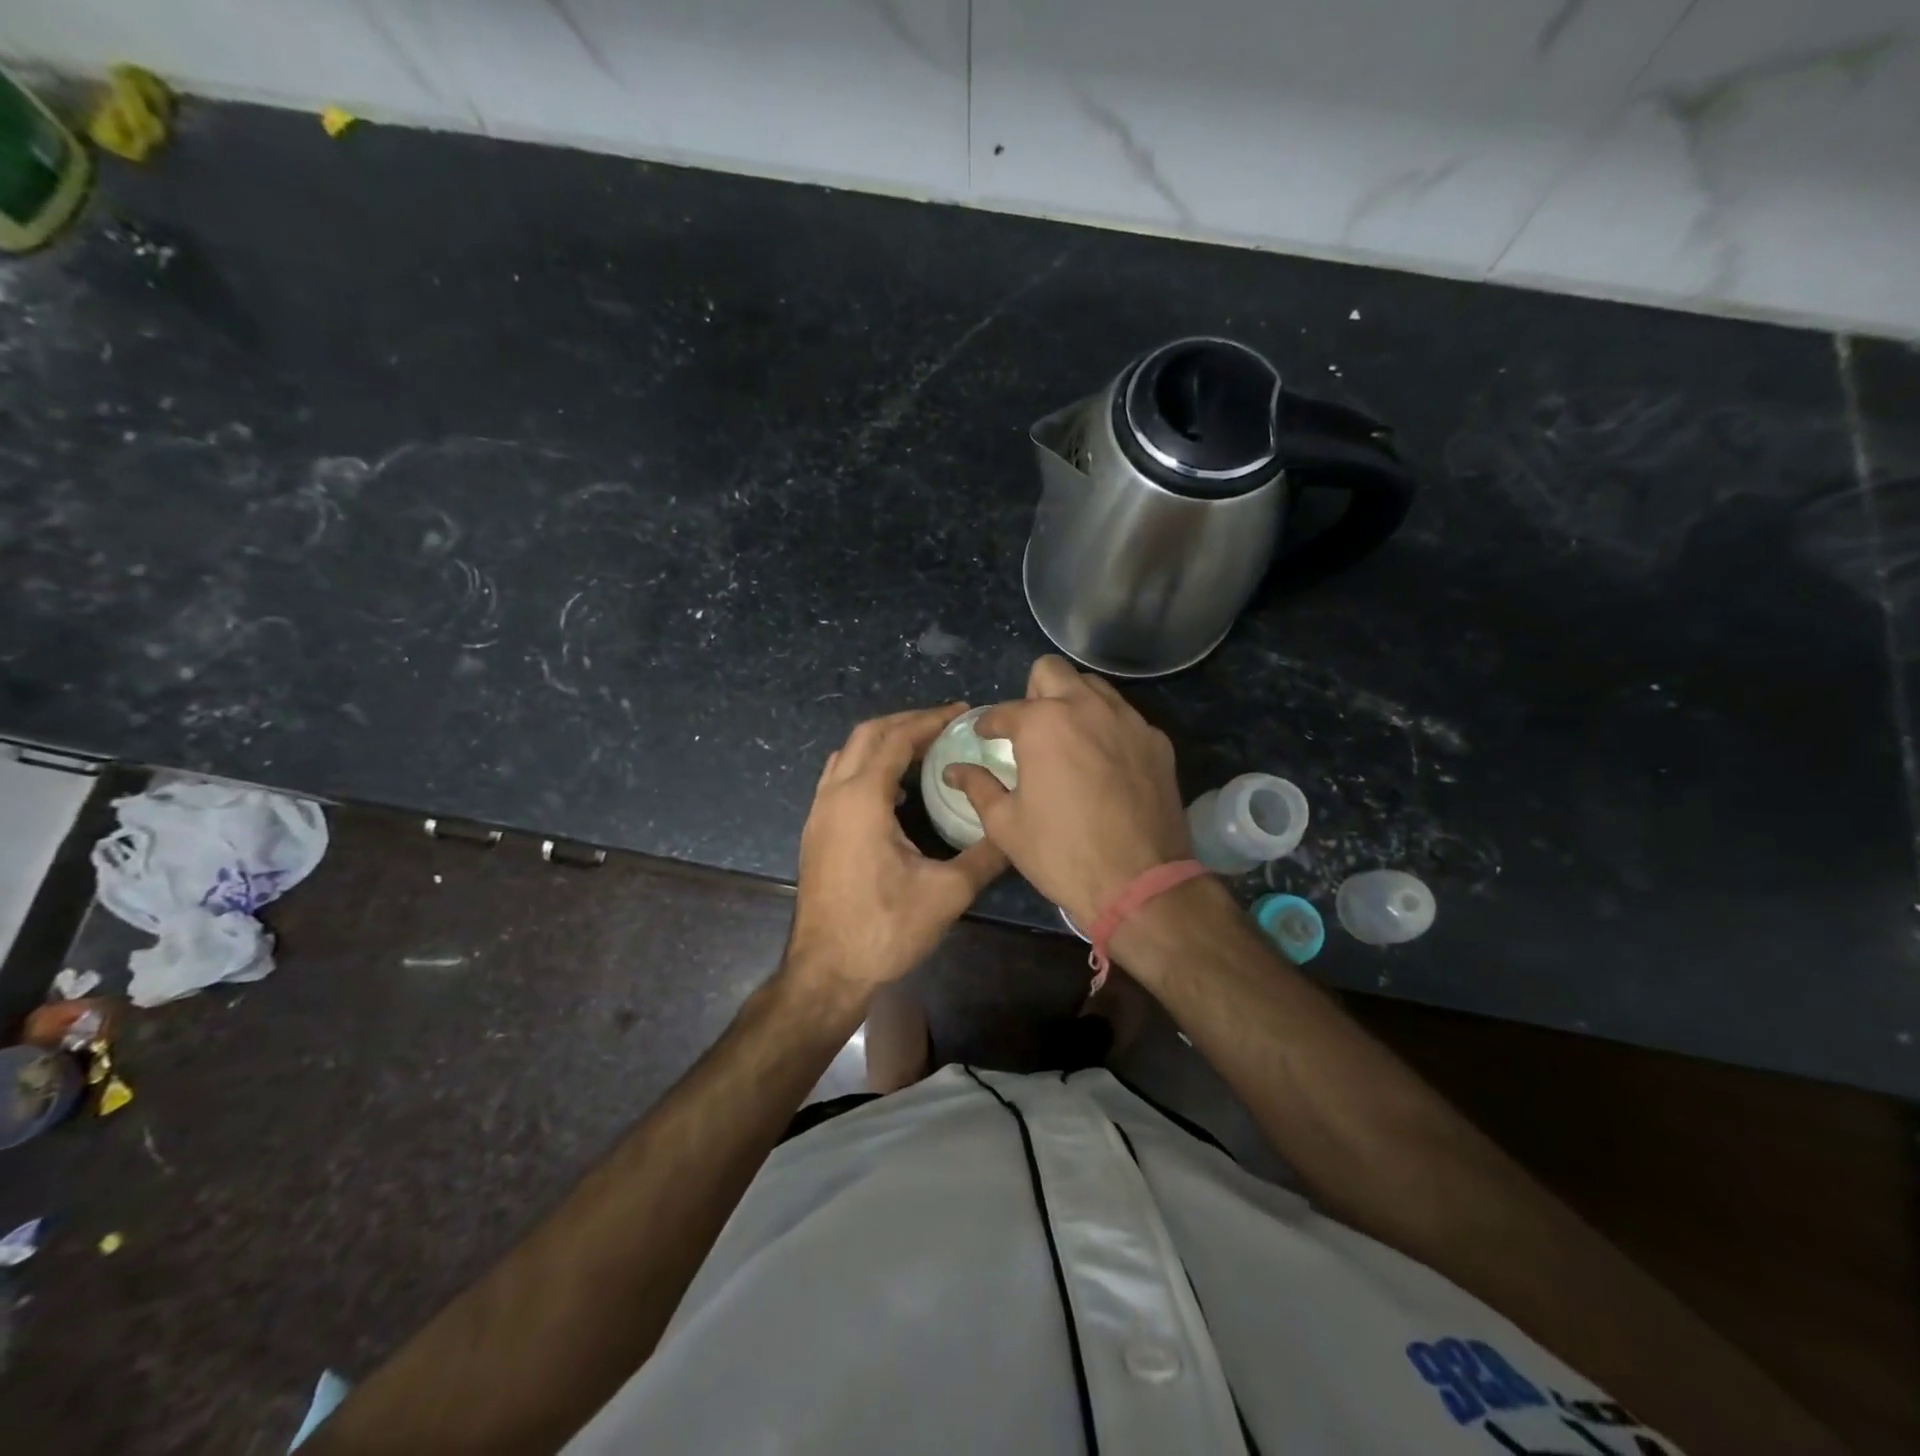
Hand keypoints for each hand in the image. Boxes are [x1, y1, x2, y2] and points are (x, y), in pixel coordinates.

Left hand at [786, 704, 1007, 993]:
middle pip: (866, 735)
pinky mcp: (816, 832)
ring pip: (847, 755)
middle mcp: (834, 795)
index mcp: (862, 798)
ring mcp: (819, 813)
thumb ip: (985, 855)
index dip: (930, 720)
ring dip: (883, 742)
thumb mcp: (947, 893)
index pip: (896, 738)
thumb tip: (1016, 830)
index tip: (961, 712)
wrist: (825, 971)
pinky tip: (895, 792)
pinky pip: (840, 778)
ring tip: (922, 748)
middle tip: (945, 724)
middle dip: (906, 722)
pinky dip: (867, 766)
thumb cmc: (885, 929)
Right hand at [944, 656, 1190, 927]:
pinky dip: (1107, 727)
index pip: (1004, 710)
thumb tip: (954, 771)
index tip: (986, 737)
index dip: (989, 725)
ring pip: (1094, 686)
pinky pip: (1125, 717)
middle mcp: (1086, 707)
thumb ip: (978, 787)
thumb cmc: (1061, 853)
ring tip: (1067, 738)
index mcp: (1042, 724)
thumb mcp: (1006, 825)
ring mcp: (1128, 720)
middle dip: (1034, 692)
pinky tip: (1103, 762)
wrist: (1139, 882)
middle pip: (1052, 671)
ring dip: (1073, 701)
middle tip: (1030, 728)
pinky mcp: (1157, 740)